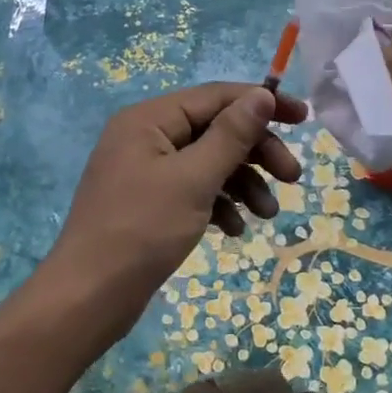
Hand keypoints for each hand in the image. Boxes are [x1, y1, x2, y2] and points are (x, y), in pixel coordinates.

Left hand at [44, 82, 308, 338]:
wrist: (88, 298)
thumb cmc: (141, 231)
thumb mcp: (193, 179)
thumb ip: (231, 135)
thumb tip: (262, 93)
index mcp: (150, 119)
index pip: (216, 96)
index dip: (262, 103)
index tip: (304, 118)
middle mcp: (146, 136)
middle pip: (215, 129)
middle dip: (256, 152)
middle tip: (292, 177)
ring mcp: (145, 170)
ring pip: (208, 162)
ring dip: (242, 182)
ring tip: (267, 214)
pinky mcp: (148, 201)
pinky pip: (193, 189)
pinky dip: (218, 203)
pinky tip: (235, 230)